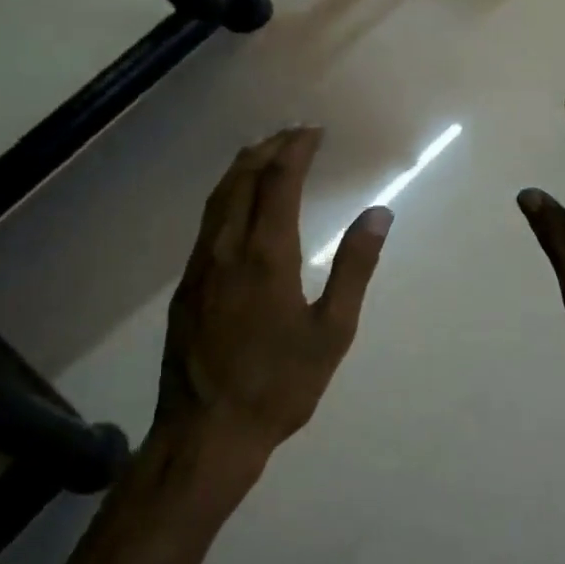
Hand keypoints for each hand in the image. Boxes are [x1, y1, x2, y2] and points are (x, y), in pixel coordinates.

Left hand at [157, 127, 389, 462]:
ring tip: (264, 156)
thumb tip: (378, 214)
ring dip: (241, 170)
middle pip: (240, 182)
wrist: (208, 431)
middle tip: (292, 135)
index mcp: (266, 257)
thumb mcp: (332, 331)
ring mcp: (199, 269)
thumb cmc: (280, 384)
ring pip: (216, 202)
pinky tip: (237, 209)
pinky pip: (206, 226)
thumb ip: (355, 269)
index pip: (278, 184)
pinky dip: (226, 200)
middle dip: (266, 150)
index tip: (313, 132)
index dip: (295, 151)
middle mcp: (226, 251)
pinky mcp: (186, 289)